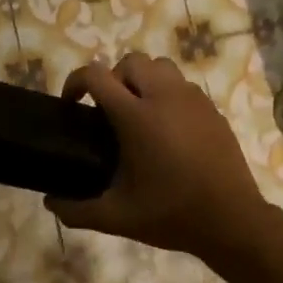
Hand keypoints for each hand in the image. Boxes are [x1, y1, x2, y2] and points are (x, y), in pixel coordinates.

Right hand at [47, 53, 275, 260]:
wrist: (232, 221)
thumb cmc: (171, 214)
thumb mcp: (117, 217)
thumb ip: (77, 210)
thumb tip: (50, 203)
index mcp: (136, 116)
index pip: (97, 75)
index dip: (76, 82)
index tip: (72, 103)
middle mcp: (164, 96)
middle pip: (131, 62)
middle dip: (114, 78)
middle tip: (109, 111)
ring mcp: (192, 99)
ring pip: (161, 67)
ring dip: (143, 80)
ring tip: (140, 113)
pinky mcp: (212, 109)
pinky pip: (183, 86)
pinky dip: (168, 94)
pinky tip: (169, 128)